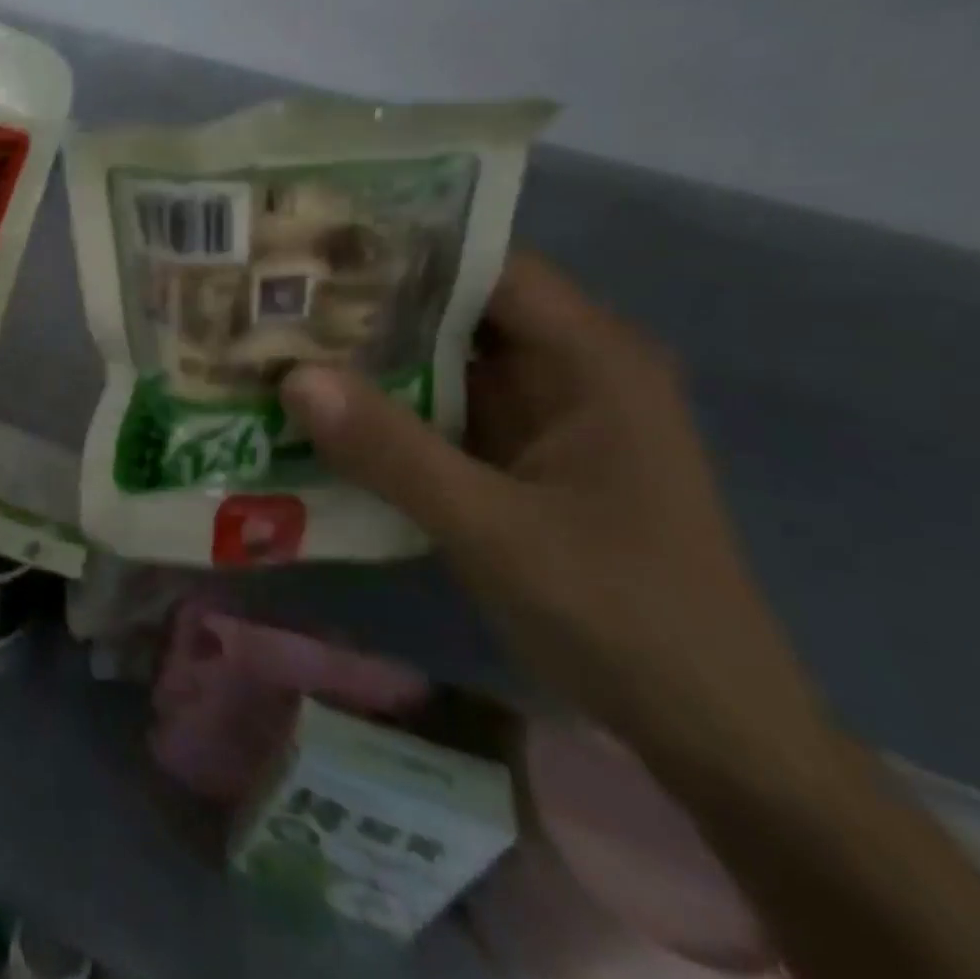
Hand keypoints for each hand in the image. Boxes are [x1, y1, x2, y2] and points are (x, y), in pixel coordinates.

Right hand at [282, 254, 822, 765]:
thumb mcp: (497, 531)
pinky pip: (437, 409)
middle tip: (273, 294)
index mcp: (590, 357)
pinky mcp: (514, 455)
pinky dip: (383, 406)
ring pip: (439, 360)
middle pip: (453, 309)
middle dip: (366, 303)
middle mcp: (566, 368)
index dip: (401, 249)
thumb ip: (393, 452)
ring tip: (277, 339)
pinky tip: (317, 406)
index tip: (314, 248)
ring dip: (367, 356)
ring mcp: (538, 413)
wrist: (706, 730)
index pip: (484, 266)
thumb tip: (292, 377)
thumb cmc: (624, 615)